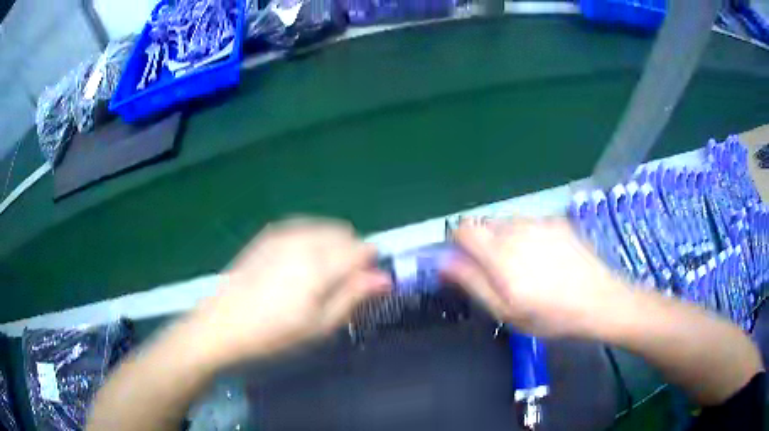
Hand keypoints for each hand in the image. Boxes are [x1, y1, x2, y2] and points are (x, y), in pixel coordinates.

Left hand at [190, 218, 390, 365]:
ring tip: (317, 277)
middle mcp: (304, 238)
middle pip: (345, 234)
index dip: (369, 266)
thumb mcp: (320, 325)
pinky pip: (304, 227)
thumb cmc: (275, 333)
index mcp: (320, 263)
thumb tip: (385, 277)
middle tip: (339, 286)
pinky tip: (298, 265)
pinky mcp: (268, 234)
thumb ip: (354, 296)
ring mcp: (283, 233)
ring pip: (325, 228)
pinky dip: (312, 240)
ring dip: (332, 246)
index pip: (362, 249)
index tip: (363, 286)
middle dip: (350, 254)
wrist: (224, 324)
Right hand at [444, 218, 627, 337]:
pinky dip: (528, 236)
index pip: (463, 228)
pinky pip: (530, 223)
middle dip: (484, 245)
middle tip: (501, 274)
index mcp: (500, 253)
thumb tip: (444, 262)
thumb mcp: (506, 311)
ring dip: (507, 240)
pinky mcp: (557, 221)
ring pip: (507, 223)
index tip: (469, 264)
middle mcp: (517, 229)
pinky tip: (548, 259)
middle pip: (484, 225)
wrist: (599, 300)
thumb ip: (472, 283)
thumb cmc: (550, 315)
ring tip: (528, 268)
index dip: (459, 244)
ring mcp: (539, 222)